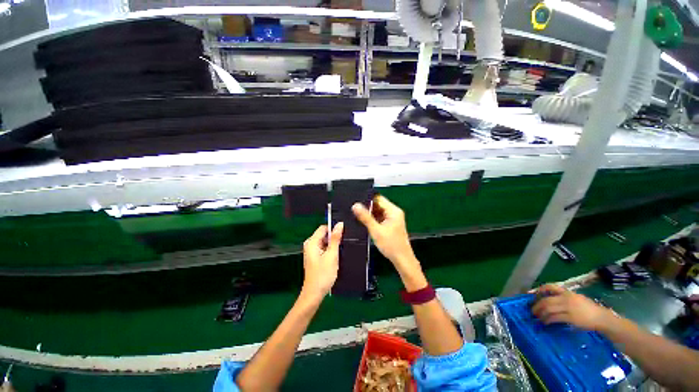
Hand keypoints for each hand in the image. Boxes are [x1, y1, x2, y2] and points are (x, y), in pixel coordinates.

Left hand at [301, 223, 343, 300]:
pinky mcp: (314, 257)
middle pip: (324, 234)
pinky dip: (329, 251)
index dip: (333, 229)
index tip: (343, 235)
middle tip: (342, 246)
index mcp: (311, 242)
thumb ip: (335, 239)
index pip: (324, 228)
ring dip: (332, 245)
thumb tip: (339, 224)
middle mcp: (310, 244)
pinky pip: (323, 248)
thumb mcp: (332, 255)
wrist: (314, 294)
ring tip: (338, 253)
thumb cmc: (323, 274)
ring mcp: (311, 251)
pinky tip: (334, 258)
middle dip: (333, 238)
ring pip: (325, 242)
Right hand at [352, 196, 424, 288]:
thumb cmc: (391, 245)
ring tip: (357, 215)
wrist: (402, 260)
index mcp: (393, 211)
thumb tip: (355, 206)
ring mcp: (393, 218)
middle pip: (378, 205)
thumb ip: (365, 217)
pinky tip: (365, 222)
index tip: (356, 201)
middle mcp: (394, 212)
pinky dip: (373, 219)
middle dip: (367, 207)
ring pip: (378, 212)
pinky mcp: (390, 224)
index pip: (378, 198)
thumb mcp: (376, 230)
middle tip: (354, 209)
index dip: (367, 199)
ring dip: (370, 214)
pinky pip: (380, 218)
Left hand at [531, 284, 613, 330]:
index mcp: (567, 292)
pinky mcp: (570, 317)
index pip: (550, 287)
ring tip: (537, 317)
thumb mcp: (576, 298)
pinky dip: (547, 320)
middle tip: (532, 310)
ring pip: (548, 309)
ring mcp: (568, 308)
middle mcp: (566, 298)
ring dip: (540, 313)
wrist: (601, 317)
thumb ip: (564, 297)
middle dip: (537, 305)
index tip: (532, 294)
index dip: (540, 290)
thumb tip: (550, 298)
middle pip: (546, 300)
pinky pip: (555, 318)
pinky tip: (545, 322)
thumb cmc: (589, 308)